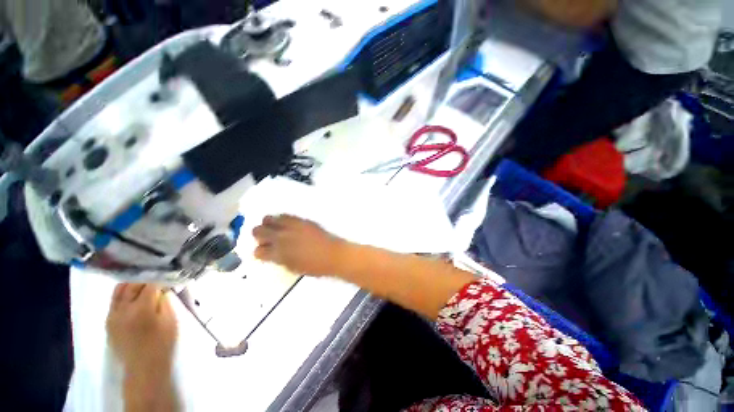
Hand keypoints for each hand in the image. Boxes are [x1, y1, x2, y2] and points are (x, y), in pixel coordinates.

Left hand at [106, 284, 177, 373]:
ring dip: (131, 286)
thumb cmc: (162, 342)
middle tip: (155, 283)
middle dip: (144, 281)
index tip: (166, 281)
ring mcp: (112, 316)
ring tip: (142, 288)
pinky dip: (123, 296)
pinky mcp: (108, 322)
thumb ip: (165, 302)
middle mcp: (123, 309)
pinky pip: (114, 302)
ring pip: (118, 291)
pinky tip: (132, 301)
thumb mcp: (170, 320)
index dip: (159, 281)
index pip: (149, 285)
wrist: (143, 366)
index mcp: (142, 308)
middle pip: (131, 285)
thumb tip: (162, 289)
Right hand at [252, 215, 344, 275]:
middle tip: (267, 240)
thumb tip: (273, 253)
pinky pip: (285, 215)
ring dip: (268, 225)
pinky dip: (281, 219)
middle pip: (257, 230)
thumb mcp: (293, 267)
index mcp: (278, 254)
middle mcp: (281, 237)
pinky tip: (287, 225)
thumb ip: (279, 259)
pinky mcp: (301, 220)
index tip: (265, 253)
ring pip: (268, 218)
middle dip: (259, 236)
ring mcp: (291, 226)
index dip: (260, 252)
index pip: (258, 251)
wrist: (333, 254)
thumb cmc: (315, 267)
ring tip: (276, 229)